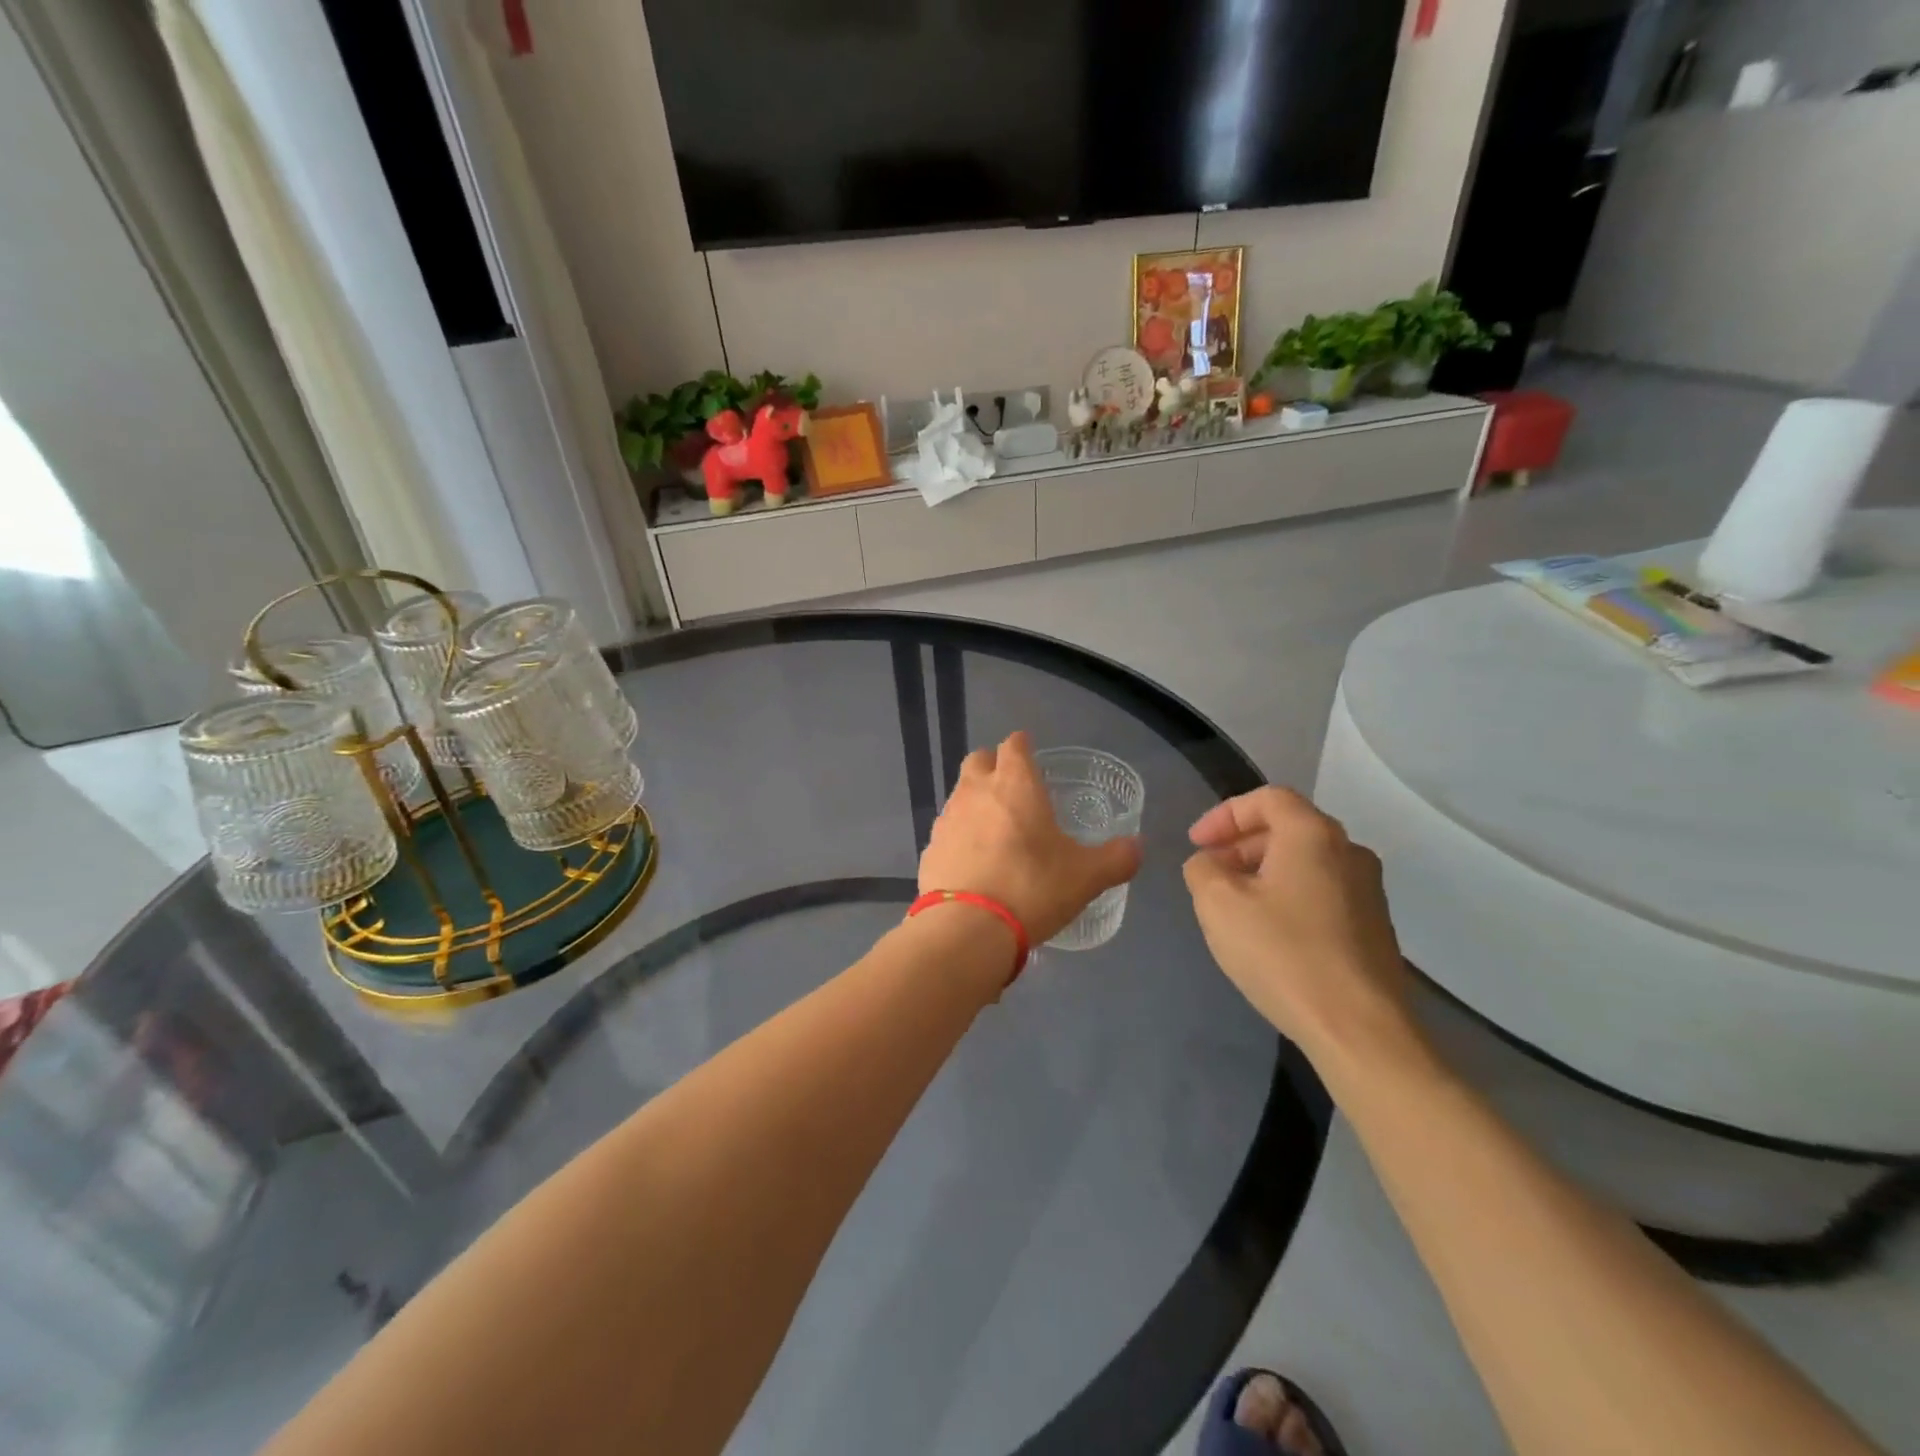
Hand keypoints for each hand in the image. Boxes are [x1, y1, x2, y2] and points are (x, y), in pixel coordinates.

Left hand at [920, 731, 1141, 946]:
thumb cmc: (1032, 888)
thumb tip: (1137, 847)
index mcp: (1015, 785)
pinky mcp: (929, 850)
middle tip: (1012, 787)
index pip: (1014, 745)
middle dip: (993, 765)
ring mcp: (947, 820)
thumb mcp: (1087, 877)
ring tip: (995, 829)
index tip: (1030, 752)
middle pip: (979, 760)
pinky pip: (947, 832)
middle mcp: (976, 791)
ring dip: (976, 802)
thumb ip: (1116, 858)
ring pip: (960, 795)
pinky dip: (960, 837)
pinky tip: (974, 862)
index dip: (1022, 745)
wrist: (968, 929)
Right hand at [1182, 787, 1416, 1072]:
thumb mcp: (1218, 904)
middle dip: (1241, 843)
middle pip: (1288, 827)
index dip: (1225, 814)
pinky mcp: (1373, 926)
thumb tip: (1209, 864)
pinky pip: (1321, 891)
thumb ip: (1203, 869)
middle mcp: (1348, 852)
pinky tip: (1268, 932)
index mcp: (1313, 835)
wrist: (1359, 1029)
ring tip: (1232, 903)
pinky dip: (1287, 895)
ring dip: (1263, 870)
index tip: (1196, 843)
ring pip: (1305, 861)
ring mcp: (1367, 890)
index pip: (1267, 798)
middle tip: (1210, 871)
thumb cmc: (1283, 954)